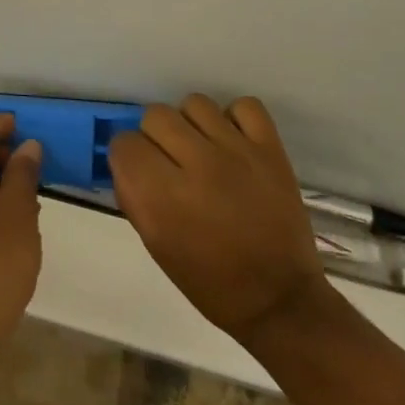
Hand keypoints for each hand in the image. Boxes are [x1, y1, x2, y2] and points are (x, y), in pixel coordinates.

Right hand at [109, 94, 328, 345]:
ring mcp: (237, 153)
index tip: (140, 172)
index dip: (128, 157)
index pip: (124, 143)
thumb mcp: (155, 244)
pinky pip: (244, 106)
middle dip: (156, 138)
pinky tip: (233, 142)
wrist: (280, 300)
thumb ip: (134, 195)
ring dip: (191, 125)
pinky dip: (235, 118)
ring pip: (194, 103)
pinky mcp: (270, 149)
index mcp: (162, 196)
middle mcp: (196, 165)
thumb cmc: (209, 281)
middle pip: (155, 115)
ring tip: (202, 149)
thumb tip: (126, 161)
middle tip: (171, 162)